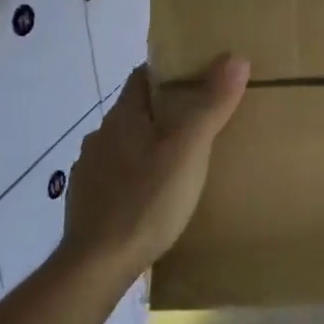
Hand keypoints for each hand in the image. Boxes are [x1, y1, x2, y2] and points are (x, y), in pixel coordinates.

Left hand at [59, 56, 249, 281]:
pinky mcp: (87, 202)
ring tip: (182, 161)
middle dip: (165, 111)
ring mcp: (90, 170)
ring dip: (149, 145)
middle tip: (201, 121)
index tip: (199, 77)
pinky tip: (153, 195)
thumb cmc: (147, 200)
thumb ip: (211, 105)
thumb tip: (236, 57)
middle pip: (136, 110)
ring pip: (125, 145)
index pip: (143, 76)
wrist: (97, 265)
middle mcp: (101, 136)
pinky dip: (135, 176)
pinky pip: (116, 176)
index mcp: (123, 116)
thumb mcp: (189, 150)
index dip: (169, 72)